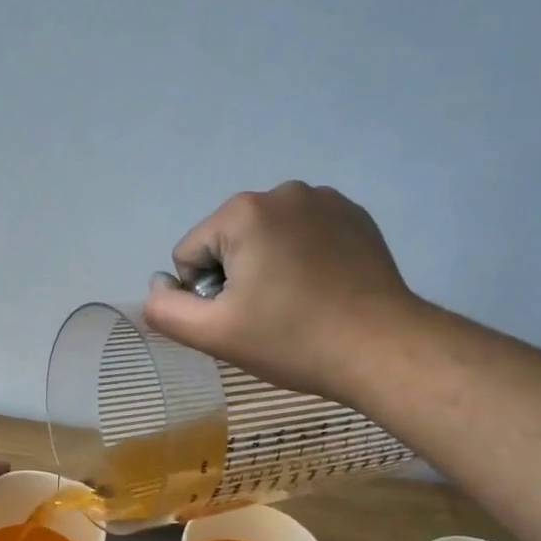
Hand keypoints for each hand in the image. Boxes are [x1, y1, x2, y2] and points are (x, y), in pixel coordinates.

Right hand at [141, 182, 423, 398]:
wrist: (382, 348)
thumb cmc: (291, 339)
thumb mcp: (212, 334)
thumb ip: (165, 309)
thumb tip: (158, 286)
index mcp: (243, 212)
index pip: (190, 255)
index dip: (206, 295)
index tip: (242, 319)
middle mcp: (282, 191)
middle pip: (226, 242)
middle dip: (236, 276)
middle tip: (268, 315)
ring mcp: (324, 199)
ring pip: (264, 238)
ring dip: (267, 267)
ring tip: (297, 303)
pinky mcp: (354, 215)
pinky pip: (302, 235)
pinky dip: (301, 259)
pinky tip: (321, 289)